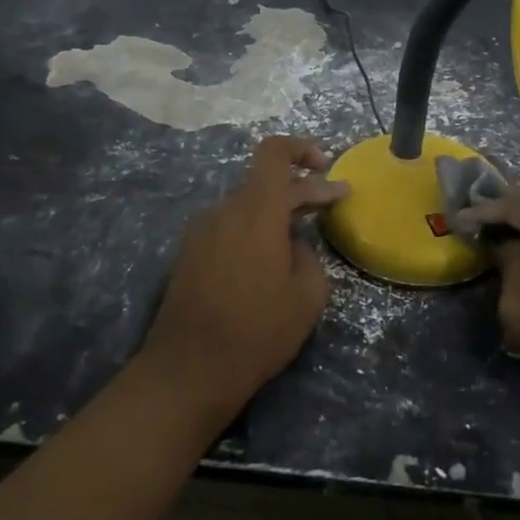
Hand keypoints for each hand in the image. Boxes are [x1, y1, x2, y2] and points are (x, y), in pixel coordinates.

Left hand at [138, 136, 349, 421]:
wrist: (188, 371)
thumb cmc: (258, 330)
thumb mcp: (308, 295)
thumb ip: (308, 255)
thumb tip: (292, 245)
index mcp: (257, 210)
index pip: (274, 152)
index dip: (302, 149)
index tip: (326, 167)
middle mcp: (225, 210)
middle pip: (265, 182)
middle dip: (302, 188)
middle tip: (332, 203)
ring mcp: (202, 231)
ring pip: (247, 205)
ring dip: (276, 211)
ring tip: (300, 237)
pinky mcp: (189, 254)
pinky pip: (229, 227)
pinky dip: (253, 230)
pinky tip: (267, 260)